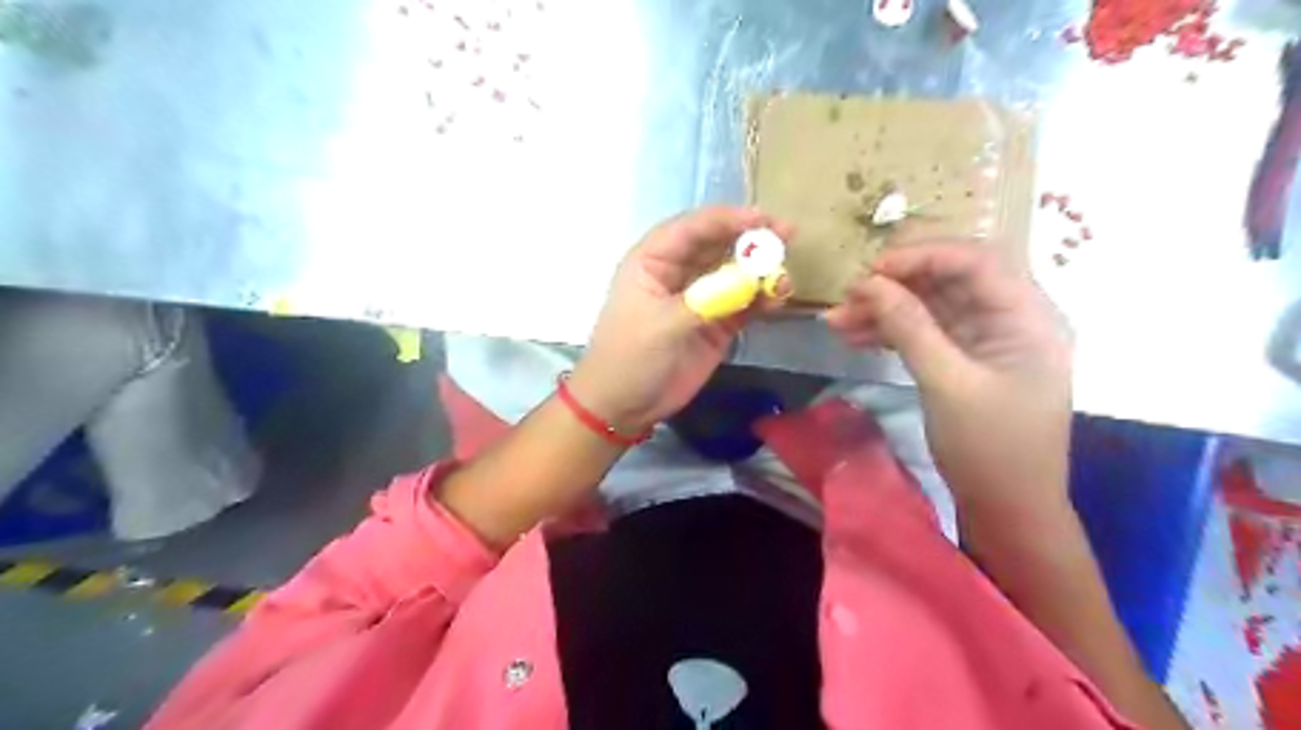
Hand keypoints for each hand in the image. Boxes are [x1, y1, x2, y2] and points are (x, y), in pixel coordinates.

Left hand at [569, 204, 791, 433]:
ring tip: (784, 277)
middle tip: (787, 235)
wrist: (624, 406)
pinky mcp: (716, 324)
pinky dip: (761, 299)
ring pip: (735, 273)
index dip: (727, 219)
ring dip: (760, 271)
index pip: (693, 228)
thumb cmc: (630, 357)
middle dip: (751, 239)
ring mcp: (699, 298)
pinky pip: (743, 303)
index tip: (763, 219)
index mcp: (653, 261)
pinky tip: (778, 299)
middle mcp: (678, 272)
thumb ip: (707, 300)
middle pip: (719, 244)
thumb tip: (751, 280)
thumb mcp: (662, 325)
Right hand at [827, 247, 1073, 514]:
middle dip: (895, 285)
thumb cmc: (990, 448)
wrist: (1008, 510)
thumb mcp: (947, 383)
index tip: (871, 270)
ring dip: (885, 310)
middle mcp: (1010, 320)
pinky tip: (855, 338)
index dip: (921, 256)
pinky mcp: (965, 362)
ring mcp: (986, 341)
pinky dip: (891, 333)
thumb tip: (868, 282)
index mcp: (1027, 316)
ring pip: (930, 307)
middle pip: (948, 281)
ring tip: (837, 321)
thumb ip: (909, 327)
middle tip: (847, 296)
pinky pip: (925, 334)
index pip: (975, 261)